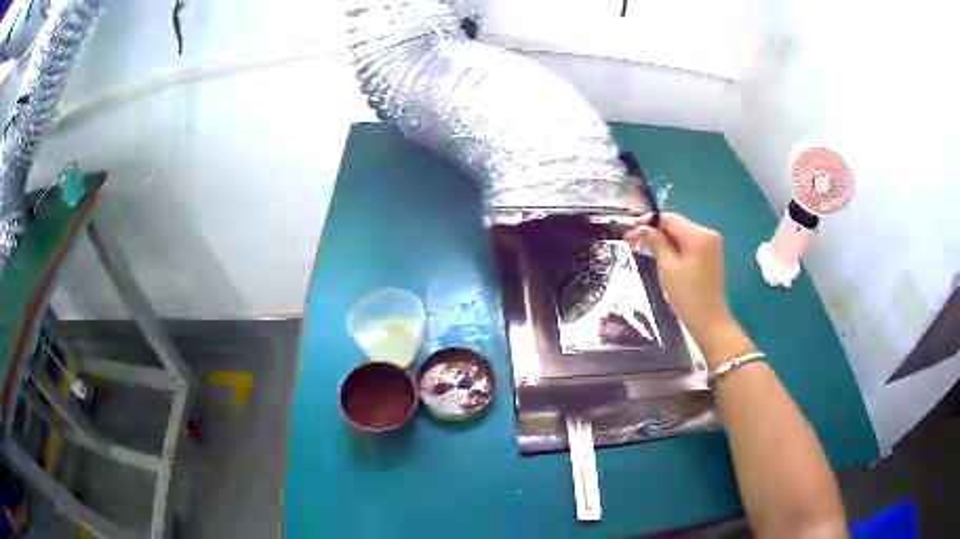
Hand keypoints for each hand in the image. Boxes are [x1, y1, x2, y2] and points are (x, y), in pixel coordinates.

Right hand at [624, 213, 732, 342]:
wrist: (708, 319)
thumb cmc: (686, 294)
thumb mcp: (667, 267)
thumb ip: (656, 242)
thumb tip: (642, 227)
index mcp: (699, 235)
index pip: (670, 219)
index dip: (649, 221)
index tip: (631, 228)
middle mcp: (708, 234)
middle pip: (677, 225)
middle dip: (656, 230)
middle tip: (634, 240)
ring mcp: (711, 244)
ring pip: (682, 234)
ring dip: (664, 239)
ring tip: (645, 247)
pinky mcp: (710, 254)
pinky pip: (689, 243)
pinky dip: (675, 246)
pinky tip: (662, 254)